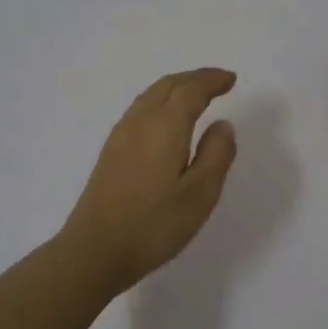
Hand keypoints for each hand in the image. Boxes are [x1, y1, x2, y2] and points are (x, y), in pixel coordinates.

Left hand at [60, 68, 238, 294]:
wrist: (96, 250)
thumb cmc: (155, 223)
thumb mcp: (201, 193)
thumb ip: (217, 154)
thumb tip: (222, 125)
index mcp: (165, 125)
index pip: (192, 90)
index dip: (212, 80)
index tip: (231, 79)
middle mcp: (140, 121)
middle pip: (168, 86)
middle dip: (194, 79)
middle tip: (217, 81)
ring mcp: (120, 136)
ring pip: (150, 96)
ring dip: (175, 88)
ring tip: (194, 96)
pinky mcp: (111, 153)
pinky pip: (140, 111)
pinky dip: (159, 103)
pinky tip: (165, 122)